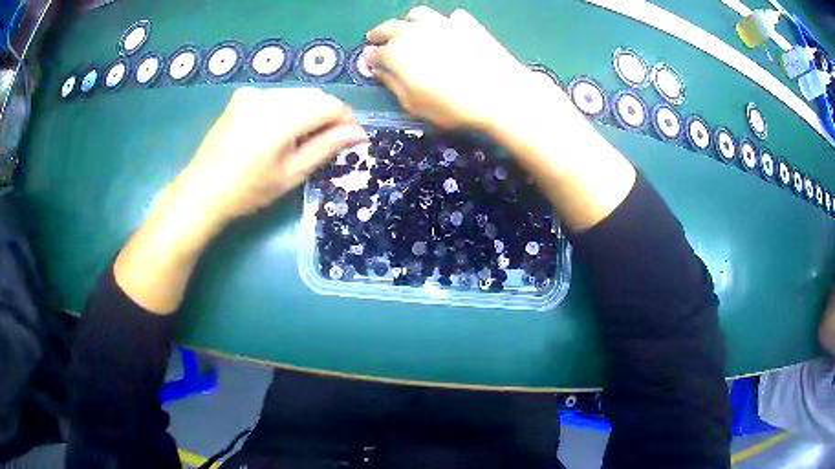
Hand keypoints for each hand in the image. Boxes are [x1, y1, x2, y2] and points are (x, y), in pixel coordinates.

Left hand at [114, 87, 365, 313]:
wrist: (202, 191)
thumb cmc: (248, 190)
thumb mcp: (291, 173)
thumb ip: (327, 147)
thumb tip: (358, 134)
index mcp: (282, 116)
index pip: (330, 105)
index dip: (347, 120)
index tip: (353, 139)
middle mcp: (269, 95)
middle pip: (315, 96)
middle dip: (329, 116)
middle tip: (332, 142)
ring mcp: (253, 93)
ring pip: (297, 94)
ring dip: (310, 112)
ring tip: (306, 139)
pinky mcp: (242, 96)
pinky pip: (278, 96)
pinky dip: (290, 109)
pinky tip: (282, 131)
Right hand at [365, 6, 534, 129]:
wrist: (499, 94)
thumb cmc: (452, 106)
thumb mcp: (413, 104)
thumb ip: (391, 84)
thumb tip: (378, 69)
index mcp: (397, 52)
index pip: (375, 53)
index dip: (370, 58)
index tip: (370, 62)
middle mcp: (414, 31)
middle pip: (389, 27)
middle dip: (379, 33)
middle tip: (375, 37)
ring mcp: (442, 23)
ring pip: (417, 14)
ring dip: (408, 21)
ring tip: (409, 29)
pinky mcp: (466, 23)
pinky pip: (450, 16)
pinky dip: (444, 22)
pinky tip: (447, 31)